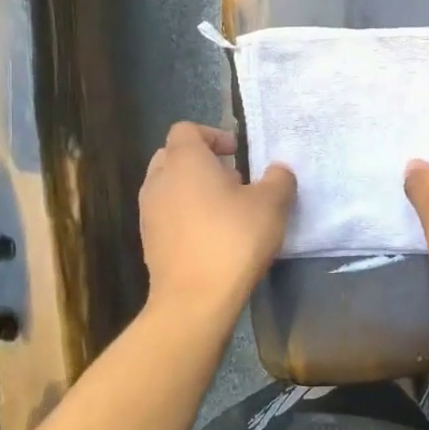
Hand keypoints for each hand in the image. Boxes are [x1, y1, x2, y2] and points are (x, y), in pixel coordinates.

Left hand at [140, 123, 295, 318]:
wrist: (194, 299)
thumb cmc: (233, 240)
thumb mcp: (272, 204)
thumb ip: (279, 179)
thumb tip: (278, 171)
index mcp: (185, 161)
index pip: (187, 130)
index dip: (213, 135)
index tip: (237, 154)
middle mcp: (159, 181)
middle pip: (173, 155)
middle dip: (202, 161)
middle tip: (233, 180)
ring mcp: (149, 212)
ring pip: (168, 186)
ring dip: (193, 189)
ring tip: (225, 210)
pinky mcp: (149, 241)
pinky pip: (167, 214)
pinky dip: (185, 215)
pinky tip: (212, 236)